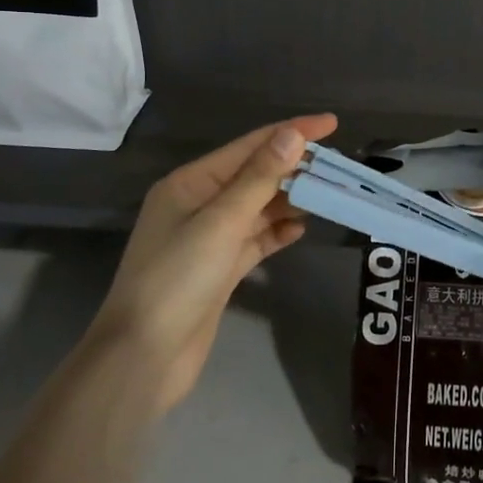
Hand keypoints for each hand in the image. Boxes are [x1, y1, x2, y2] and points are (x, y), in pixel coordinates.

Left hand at [89, 114, 337, 411]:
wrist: (144, 358)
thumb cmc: (177, 280)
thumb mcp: (220, 223)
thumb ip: (259, 178)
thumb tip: (292, 135)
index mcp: (191, 183)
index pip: (249, 147)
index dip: (291, 132)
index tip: (332, 123)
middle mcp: (198, 204)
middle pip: (255, 175)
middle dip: (294, 167)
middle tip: (339, 164)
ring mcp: (208, 238)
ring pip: (258, 207)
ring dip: (291, 199)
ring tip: (330, 192)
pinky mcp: (219, 269)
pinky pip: (255, 239)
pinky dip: (278, 231)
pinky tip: (304, 227)